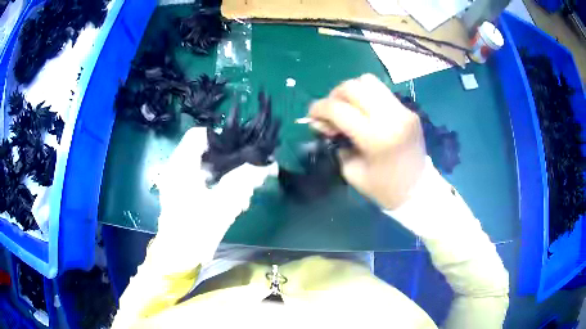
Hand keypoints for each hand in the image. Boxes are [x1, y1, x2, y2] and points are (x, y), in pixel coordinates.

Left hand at [154, 127, 275, 262]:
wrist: (178, 257)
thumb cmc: (195, 231)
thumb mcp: (222, 205)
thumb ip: (243, 181)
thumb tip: (266, 165)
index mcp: (181, 166)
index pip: (200, 135)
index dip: (222, 139)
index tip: (242, 153)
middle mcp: (177, 168)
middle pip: (206, 151)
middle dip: (230, 163)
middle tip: (249, 177)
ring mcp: (178, 181)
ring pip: (207, 167)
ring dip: (227, 177)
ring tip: (243, 195)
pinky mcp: (183, 193)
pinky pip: (203, 180)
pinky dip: (219, 186)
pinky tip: (233, 203)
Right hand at [309, 74, 425, 209]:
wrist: (419, 191)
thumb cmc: (384, 189)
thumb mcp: (352, 172)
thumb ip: (336, 143)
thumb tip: (324, 123)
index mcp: (376, 138)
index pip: (339, 109)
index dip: (318, 108)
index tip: (311, 116)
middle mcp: (391, 117)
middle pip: (353, 87)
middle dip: (334, 96)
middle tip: (330, 112)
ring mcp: (403, 111)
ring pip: (368, 81)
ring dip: (351, 91)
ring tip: (348, 108)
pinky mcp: (408, 110)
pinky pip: (381, 92)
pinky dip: (367, 97)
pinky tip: (365, 112)